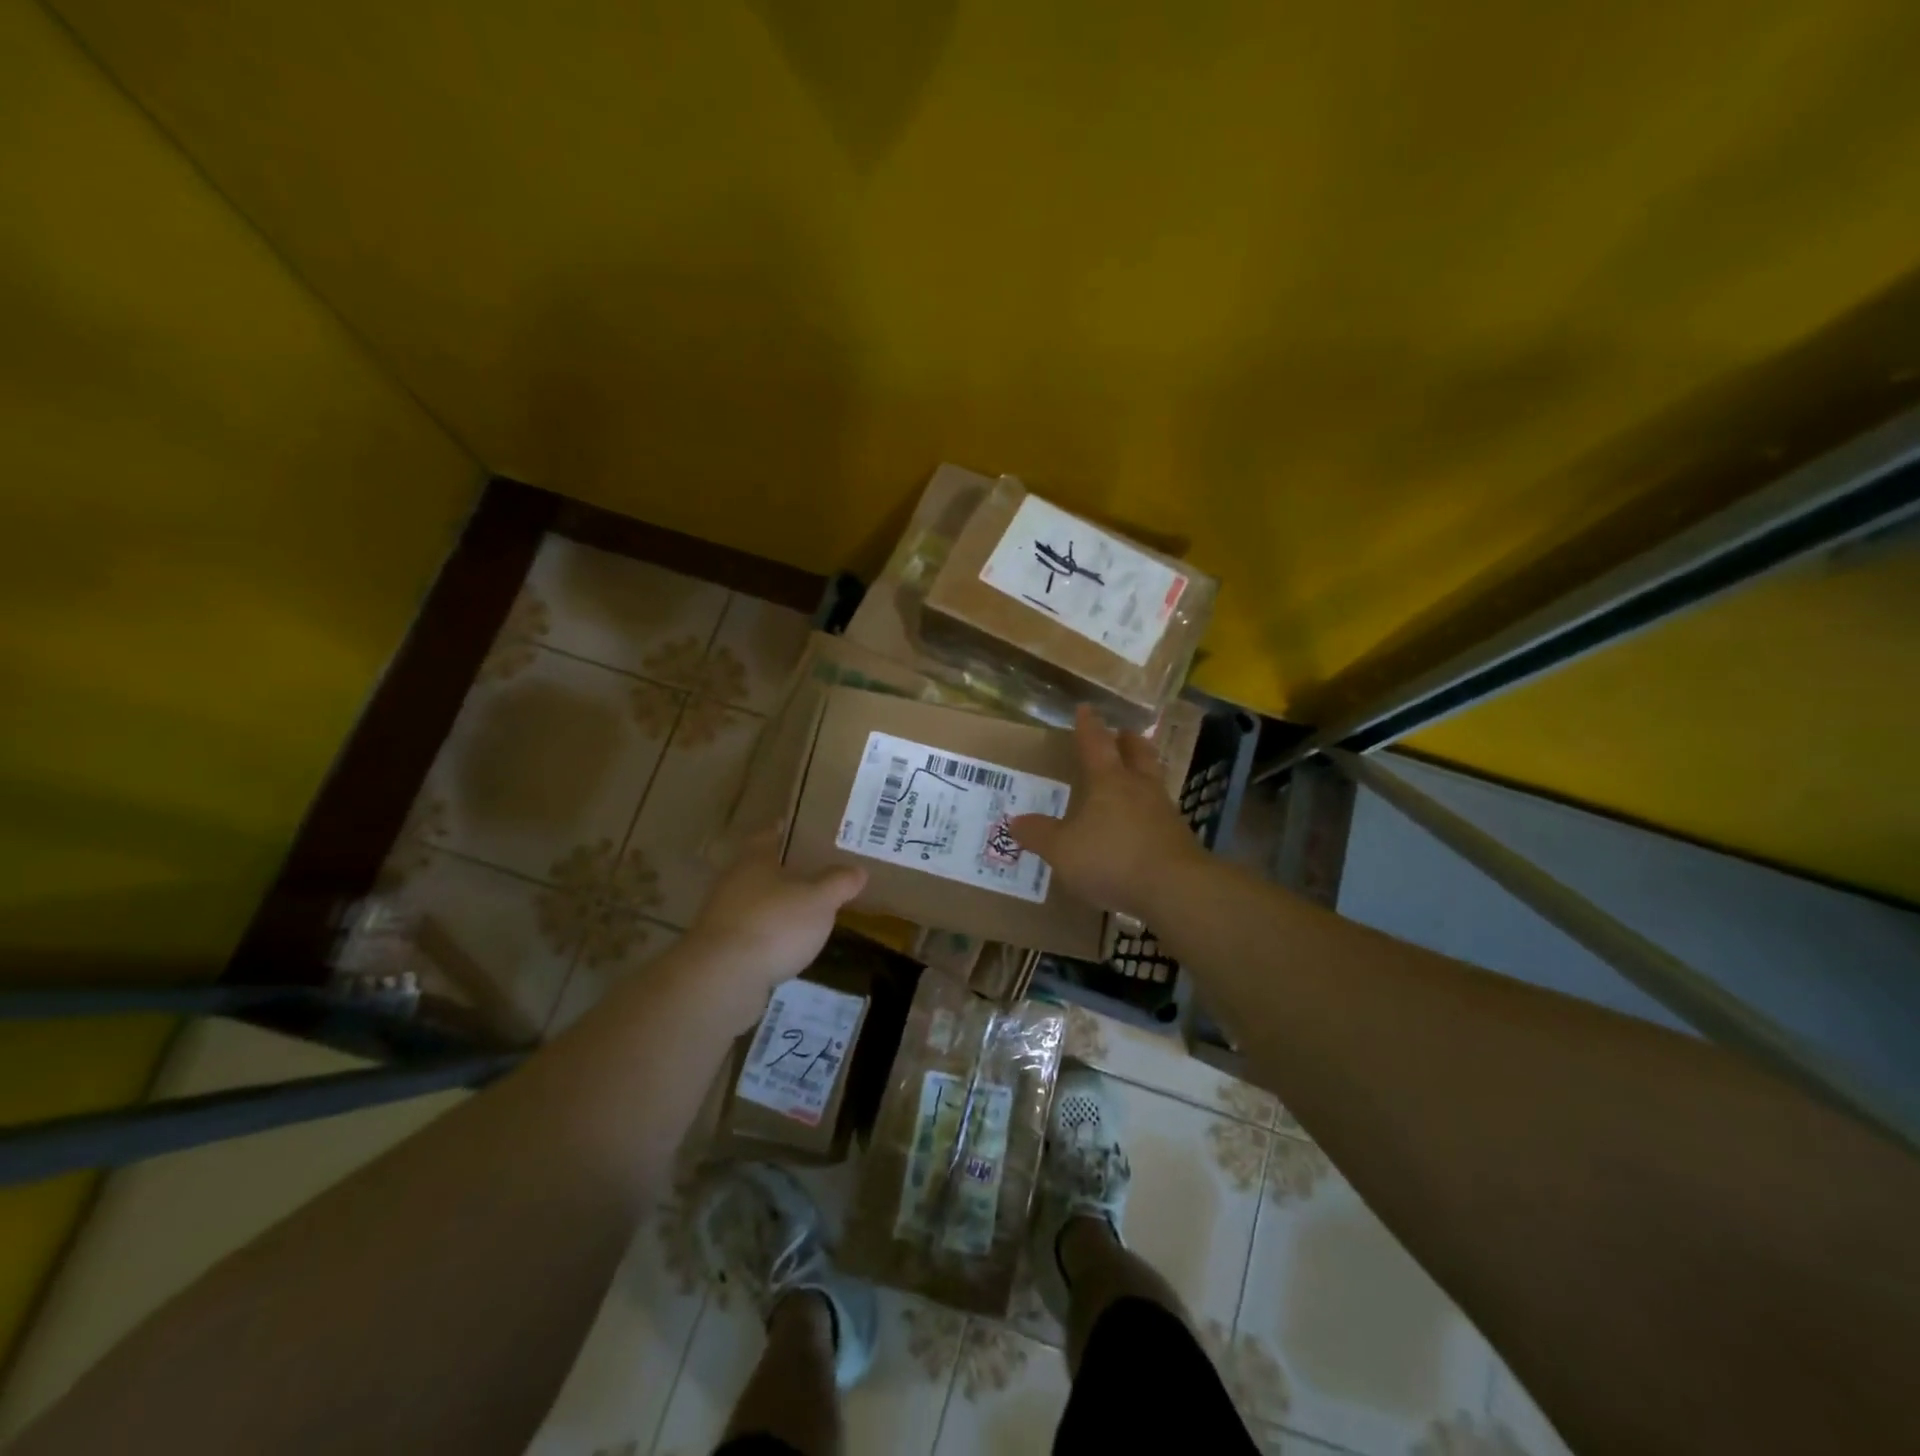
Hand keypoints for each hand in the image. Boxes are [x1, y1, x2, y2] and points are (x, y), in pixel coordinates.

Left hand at [678, 830, 866, 1029]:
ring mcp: (723, 917)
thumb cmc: (774, 925)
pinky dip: (769, 936)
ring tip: (808, 911)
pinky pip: (752, 933)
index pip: (769, 835)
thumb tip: (858, 870)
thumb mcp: (819, 900)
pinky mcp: (721, 950)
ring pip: (756, 902)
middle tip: (818, 872)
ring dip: (777, 906)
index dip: (787, 831)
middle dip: (786, 871)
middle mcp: (733, 882)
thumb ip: (839, 883)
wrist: (723, 979)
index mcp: (754, 860)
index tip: (806, 830)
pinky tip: (789, 946)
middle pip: (761, 869)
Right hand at [1008, 705, 1205, 920]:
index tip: (1086, 708)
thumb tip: (1015, 822)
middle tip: (1124, 733)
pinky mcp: (1179, 840)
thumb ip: (1040, 835)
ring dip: (1144, 773)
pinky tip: (1142, 825)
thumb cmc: (1112, 858)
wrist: (1175, 889)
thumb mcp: (1063, 850)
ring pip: (1154, 781)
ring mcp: (1164, 813)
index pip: (1096, 744)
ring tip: (1135, 777)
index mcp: (1109, 781)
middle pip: (1138, 754)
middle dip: (1129, 742)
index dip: (1088, 726)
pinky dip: (1150, 811)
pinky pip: (1161, 815)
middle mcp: (1140, 788)